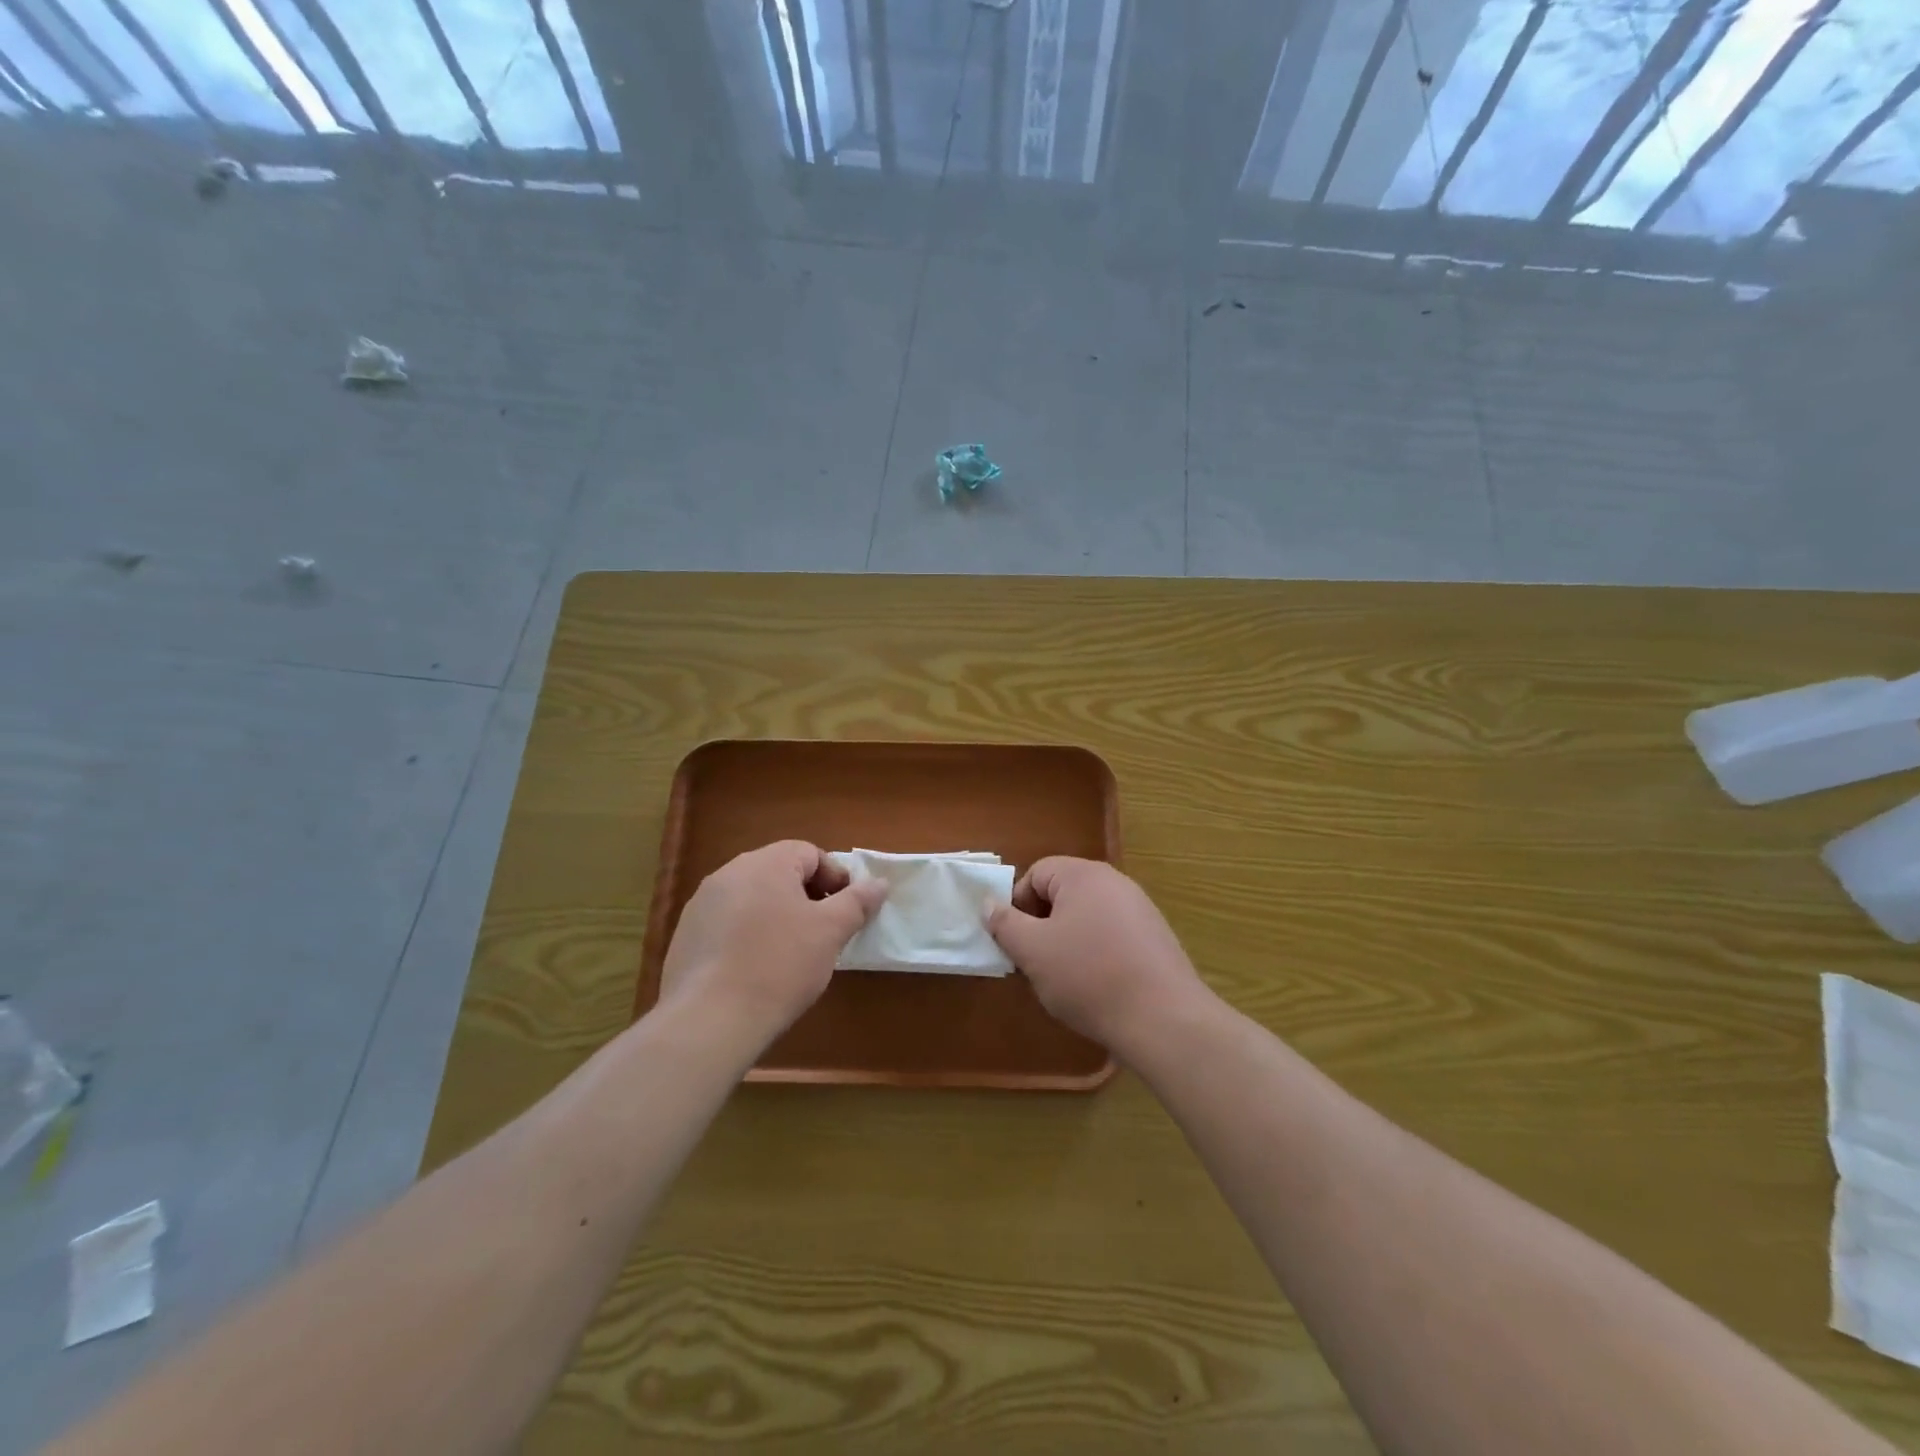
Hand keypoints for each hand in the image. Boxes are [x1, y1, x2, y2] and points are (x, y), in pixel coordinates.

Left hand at [659, 841, 886, 1045]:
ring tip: (791, 954)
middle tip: (824, 932)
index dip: (835, 878)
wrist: (710, 1020)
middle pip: (779, 873)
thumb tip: (879, 883)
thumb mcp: (830, 932)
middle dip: (807, 897)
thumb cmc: (780, 965)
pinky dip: (748, 936)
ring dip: (777, 916)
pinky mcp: (685, 937)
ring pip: (752, 899)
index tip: (846, 911)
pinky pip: (728, 924)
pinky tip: (757, 970)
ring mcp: (701, 905)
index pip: (809, 853)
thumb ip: (857, 902)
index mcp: (765, 863)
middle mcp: (728, 873)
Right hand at [986, 857, 1210, 1055]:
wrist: (1162, 1018)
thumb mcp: (1032, 951)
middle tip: (1035, 962)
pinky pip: (1113, 935)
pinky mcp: (1156, 938)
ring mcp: (1141, 909)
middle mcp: (1115, 882)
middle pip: (1063, 894)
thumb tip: (989, 904)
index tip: (1015, 941)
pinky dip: (1097, 954)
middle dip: (1042, 925)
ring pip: (1087, 917)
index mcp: (1083, 875)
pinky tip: (1098, 987)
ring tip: (1065, 979)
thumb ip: (1005, 924)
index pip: (1036, 873)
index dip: (1017, 905)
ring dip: (1068, 941)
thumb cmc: (1088, 976)